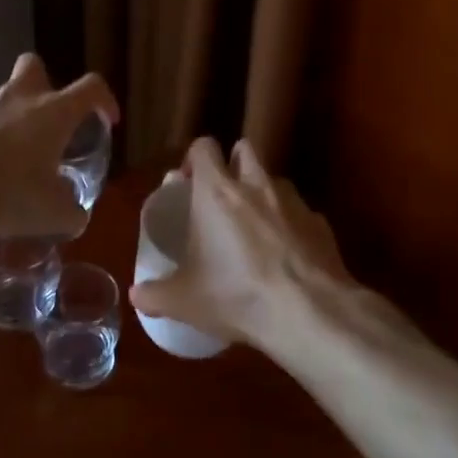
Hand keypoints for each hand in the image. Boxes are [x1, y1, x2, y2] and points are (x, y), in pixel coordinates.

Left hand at [0, 54, 118, 241]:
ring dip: (7, 116)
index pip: (91, 87)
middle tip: (45, 121)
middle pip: (35, 67)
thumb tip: (76, 213)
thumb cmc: (5, 196)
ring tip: (5, 156)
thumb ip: (73, 211)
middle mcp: (16, 97)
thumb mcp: (53, 215)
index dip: (104, 100)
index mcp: (52, 113)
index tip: (106, 120)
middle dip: (44, 86)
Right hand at [127, 137, 349, 355]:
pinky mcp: (320, 223)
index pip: (204, 147)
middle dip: (232, 163)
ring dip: (263, 193)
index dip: (194, 158)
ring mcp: (293, 201)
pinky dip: (291, 225)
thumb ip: (156, 294)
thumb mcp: (185, 301)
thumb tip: (136, 295)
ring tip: (255, 227)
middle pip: (244, 149)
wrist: (308, 311)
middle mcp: (256, 186)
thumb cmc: (236, 295)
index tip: (188, 182)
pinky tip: (286, 256)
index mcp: (217, 192)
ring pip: (275, 179)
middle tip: (222, 196)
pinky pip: (301, 213)